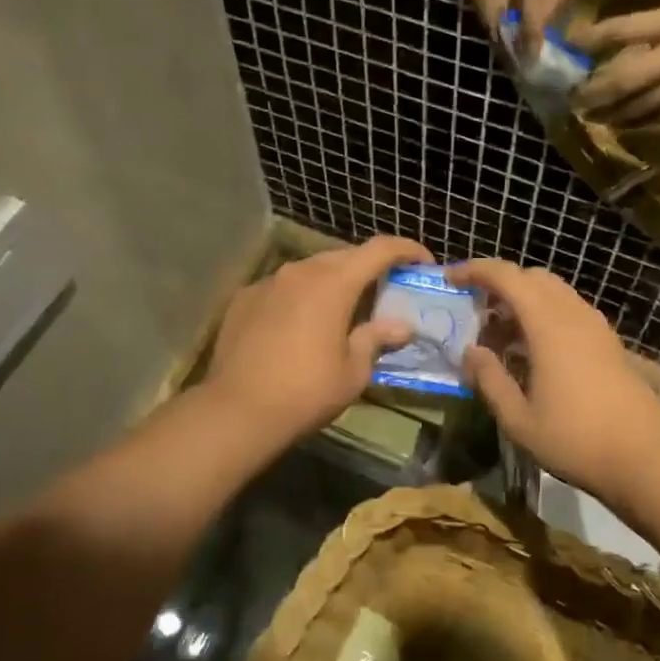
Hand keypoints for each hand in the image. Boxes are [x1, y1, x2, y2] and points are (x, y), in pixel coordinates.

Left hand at [206, 236, 432, 442]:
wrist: (236, 410)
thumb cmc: (306, 392)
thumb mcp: (353, 371)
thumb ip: (376, 339)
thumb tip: (400, 326)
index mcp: (333, 283)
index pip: (379, 250)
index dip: (406, 250)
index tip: (423, 262)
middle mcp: (300, 271)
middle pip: (344, 256)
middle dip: (369, 267)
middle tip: (385, 289)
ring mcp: (268, 282)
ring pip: (310, 269)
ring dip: (333, 281)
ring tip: (343, 307)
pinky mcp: (244, 298)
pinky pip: (283, 287)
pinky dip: (301, 296)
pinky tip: (301, 324)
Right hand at [445, 260, 659, 494]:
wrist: (645, 458)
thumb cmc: (575, 439)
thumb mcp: (519, 419)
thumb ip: (490, 379)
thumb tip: (470, 351)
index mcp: (548, 324)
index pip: (507, 277)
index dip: (476, 271)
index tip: (451, 279)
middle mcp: (573, 314)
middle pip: (532, 278)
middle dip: (500, 286)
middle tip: (476, 315)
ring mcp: (596, 327)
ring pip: (554, 293)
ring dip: (523, 302)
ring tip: (501, 339)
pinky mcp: (609, 342)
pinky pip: (569, 311)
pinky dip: (545, 316)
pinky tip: (533, 353)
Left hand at [574, 0, 659, 131]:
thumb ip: (635, 30)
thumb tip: (589, 42)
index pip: (620, 32)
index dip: (591, 40)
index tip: (567, 57)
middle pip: (624, 81)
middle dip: (593, 94)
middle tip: (571, 102)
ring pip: (639, 108)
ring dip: (610, 114)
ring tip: (590, 116)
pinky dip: (638, 126)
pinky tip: (622, 126)